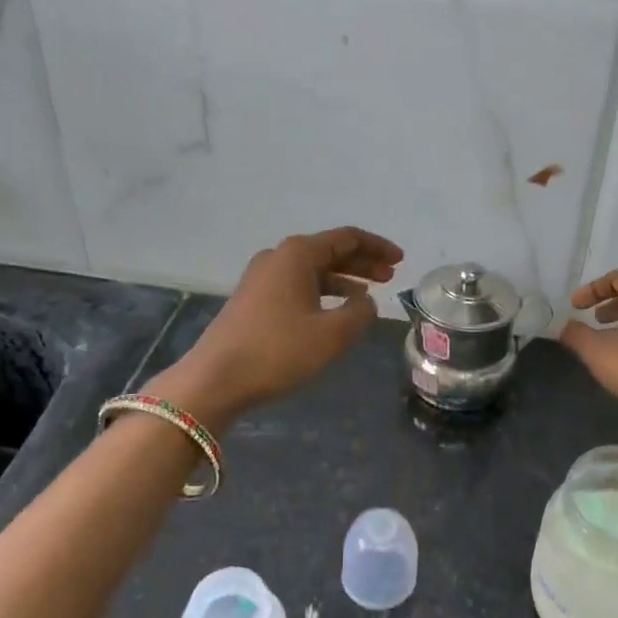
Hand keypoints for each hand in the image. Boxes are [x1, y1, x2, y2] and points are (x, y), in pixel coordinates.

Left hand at [154, 227, 403, 427]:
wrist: (216, 378)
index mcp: (298, 254)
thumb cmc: (279, 351)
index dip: (377, 247)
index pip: (347, 238)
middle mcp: (278, 257)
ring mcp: (261, 278)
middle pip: (329, 251)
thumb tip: (365, 301)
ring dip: (343, 279)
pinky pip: (297, 285)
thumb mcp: (333, 334)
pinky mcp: (253, 300)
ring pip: (312, 270)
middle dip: (362, 262)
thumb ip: (360, 312)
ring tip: (367, 294)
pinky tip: (334, 311)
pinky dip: (322, 293)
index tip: (401, 260)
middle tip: (390, 276)